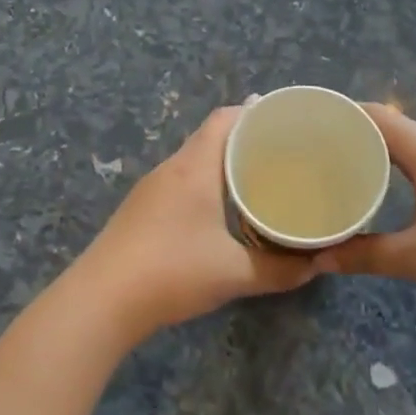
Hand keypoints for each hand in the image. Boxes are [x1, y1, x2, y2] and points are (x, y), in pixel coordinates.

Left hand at [71, 107, 320, 342]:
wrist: (101, 301)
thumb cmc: (171, 272)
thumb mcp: (233, 273)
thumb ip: (278, 269)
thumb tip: (314, 265)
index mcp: (194, 167)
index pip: (225, 119)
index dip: (255, 113)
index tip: (285, 122)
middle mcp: (171, 168)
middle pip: (210, 136)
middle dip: (246, 140)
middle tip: (282, 153)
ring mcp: (151, 188)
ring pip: (194, 160)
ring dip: (224, 163)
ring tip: (259, 177)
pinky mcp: (141, 210)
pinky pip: (181, 181)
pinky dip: (206, 183)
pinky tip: (221, 208)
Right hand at [324, 105, 415, 317]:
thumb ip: (366, 255)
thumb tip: (319, 261)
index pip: (380, 117)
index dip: (345, 114)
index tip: (311, 123)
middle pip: (396, 128)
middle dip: (358, 134)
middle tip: (319, 151)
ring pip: (415, 147)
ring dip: (382, 152)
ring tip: (347, 169)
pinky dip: (404, 168)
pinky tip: (392, 191)